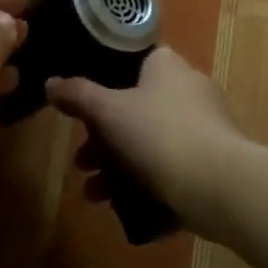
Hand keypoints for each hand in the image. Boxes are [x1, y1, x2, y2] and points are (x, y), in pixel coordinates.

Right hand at [46, 48, 248, 227]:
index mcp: (168, 67)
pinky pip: (170, 170)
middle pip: (137, 108)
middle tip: (81, 160)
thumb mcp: (107, 111)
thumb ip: (77, 95)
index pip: (135, 60)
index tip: (83, 101)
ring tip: (92, 193)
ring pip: (150, 143)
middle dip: (102, 138)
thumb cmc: (158, 134)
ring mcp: (204, 129)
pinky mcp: (212, 164)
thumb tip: (51, 82)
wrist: (217, 186)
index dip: (106, 77)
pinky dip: (144, 185)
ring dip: (117, 167)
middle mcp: (190, 90)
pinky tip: (120, 207)